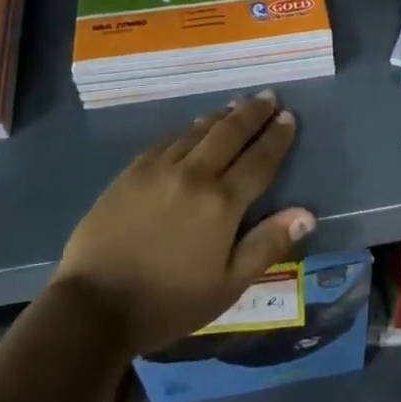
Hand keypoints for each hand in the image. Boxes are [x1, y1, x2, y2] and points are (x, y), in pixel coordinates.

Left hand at [53, 92, 314, 355]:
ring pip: (198, 131)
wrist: (94, 304)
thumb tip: (306, 213)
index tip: (289, 117)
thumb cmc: (168, 303)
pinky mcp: (132, 171)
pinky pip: (168, 140)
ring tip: (236, 106)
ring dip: (221, 116)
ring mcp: (160, 168)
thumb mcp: (227, 286)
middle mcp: (194, 174)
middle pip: (229, 133)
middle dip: (252, 113)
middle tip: (268, 97)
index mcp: (222, 203)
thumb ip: (267, 245)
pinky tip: (192, 128)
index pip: (258, 160)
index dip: (276, 137)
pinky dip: (188, 130)